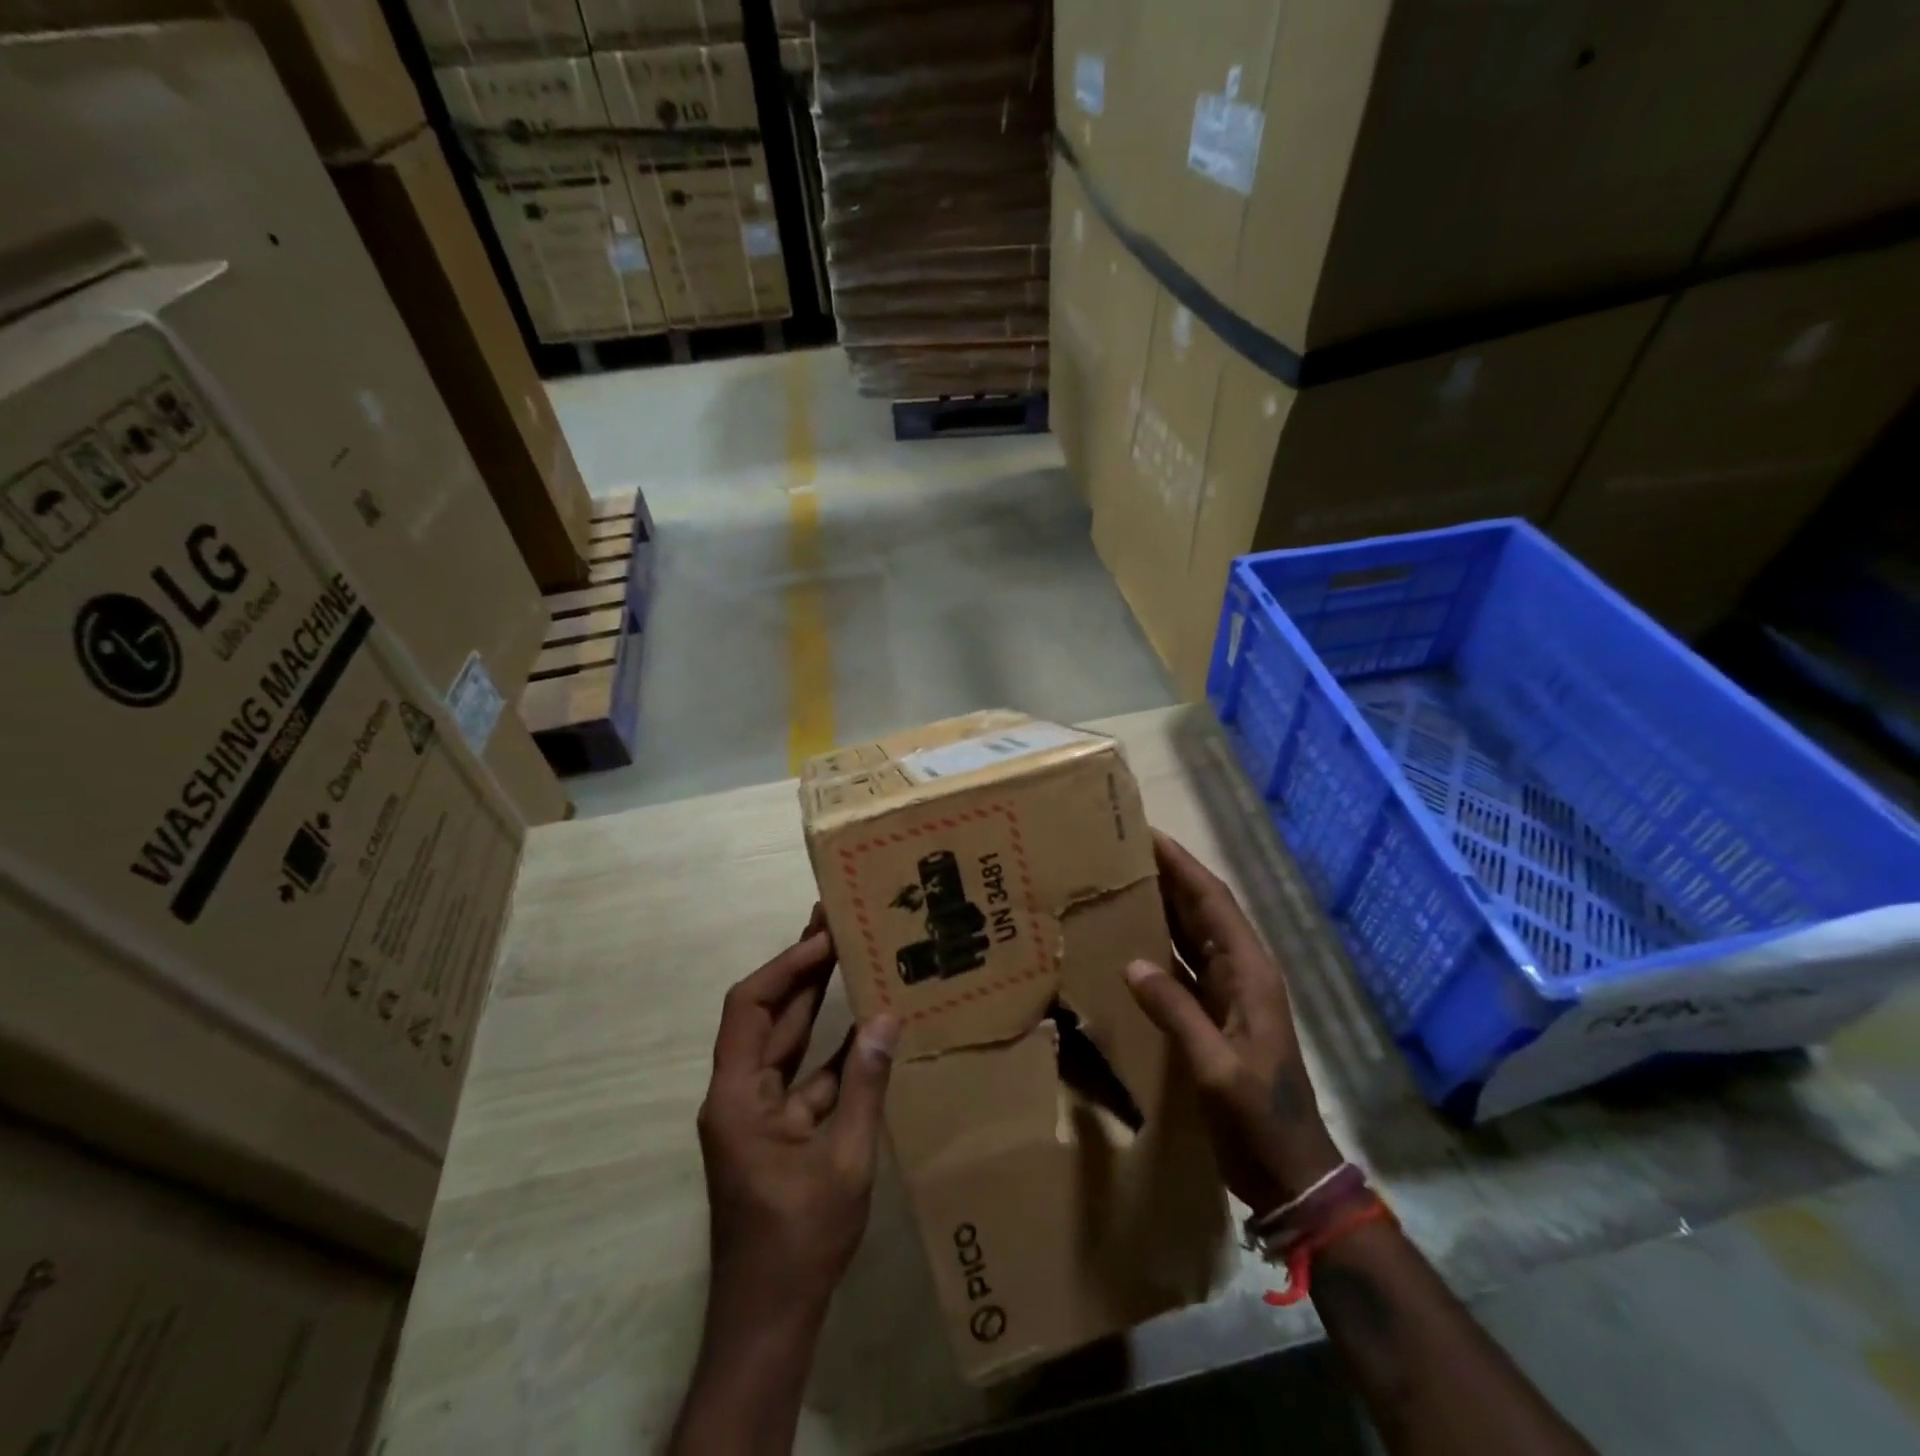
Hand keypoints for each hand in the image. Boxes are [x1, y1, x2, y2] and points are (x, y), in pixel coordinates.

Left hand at [674, 911, 899, 1454]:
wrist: (770, 1316)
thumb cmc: (800, 1239)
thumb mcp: (845, 1160)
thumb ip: (864, 1085)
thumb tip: (886, 1018)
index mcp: (737, 1096)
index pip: (750, 1007)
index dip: (786, 966)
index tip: (825, 939)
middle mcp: (738, 1093)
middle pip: (765, 1014)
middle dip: (800, 968)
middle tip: (836, 923)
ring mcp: (756, 1111)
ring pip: (784, 1040)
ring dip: (812, 1001)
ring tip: (848, 955)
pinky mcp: (776, 1128)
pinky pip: (802, 1074)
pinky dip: (828, 1048)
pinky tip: (863, 1026)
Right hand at [1125, 831, 1341, 1215]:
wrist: (1290, 1173)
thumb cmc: (1260, 1119)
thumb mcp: (1217, 1068)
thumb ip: (1177, 1014)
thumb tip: (1133, 964)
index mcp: (1249, 973)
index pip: (1213, 902)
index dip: (1182, 865)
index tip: (1147, 834)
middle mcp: (1241, 972)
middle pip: (1201, 909)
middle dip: (1167, 876)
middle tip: (1122, 851)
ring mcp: (1229, 993)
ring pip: (1191, 934)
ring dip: (1161, 906)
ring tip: (1120, 882)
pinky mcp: (1216, 1014)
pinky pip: (1183, 965)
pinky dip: (1158, 946)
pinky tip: (1129, 941)